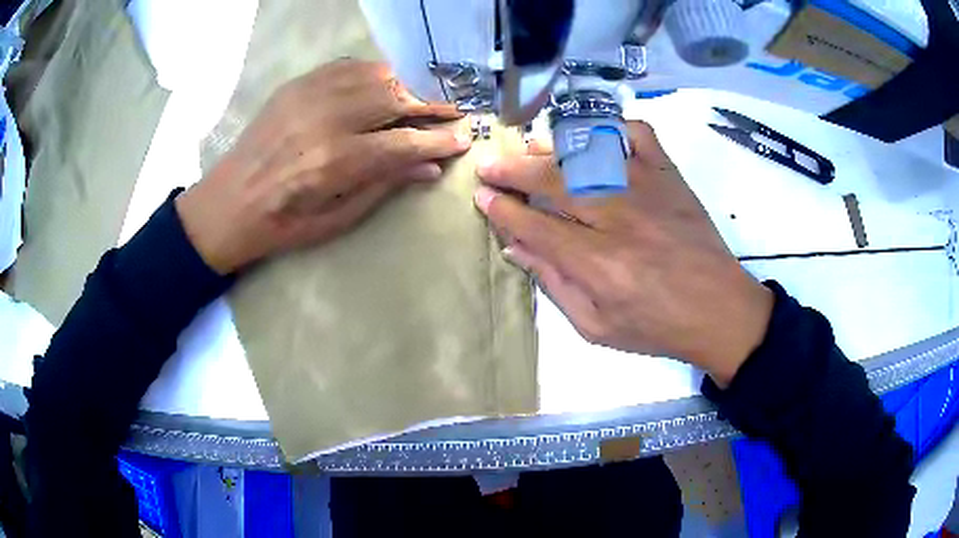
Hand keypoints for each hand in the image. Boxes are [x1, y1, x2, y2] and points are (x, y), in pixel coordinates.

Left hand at [176, 59, 470, 274]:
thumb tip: (429, 168)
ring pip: (374, 76)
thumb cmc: (282, 224)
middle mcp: (326, 119)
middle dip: (430, 106)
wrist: (227, 204)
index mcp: (335, 162)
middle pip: (394, 99)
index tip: (462, 140)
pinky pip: (346, 66)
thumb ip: (383, 188)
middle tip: (452, 113)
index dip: (438, 141)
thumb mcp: (334, 220)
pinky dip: (373, 72)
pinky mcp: (296, 85)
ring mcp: (309, 95)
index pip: (404, 142)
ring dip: (405, 86)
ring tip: (421, 100)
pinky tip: (384, 83)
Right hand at [474, 121, 772, 385]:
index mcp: (599, 264)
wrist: (719, 311)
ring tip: (528, 149)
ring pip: (589, 154)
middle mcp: (620, 218)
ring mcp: (648, 189)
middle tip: (489, 166)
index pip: (536, 226)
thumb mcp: (597, 327)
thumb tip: (517, 248)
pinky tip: (594, 136)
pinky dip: (613, 127)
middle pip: (555, 182)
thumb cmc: (657, 327)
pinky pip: (639, 135)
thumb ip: (555, 285)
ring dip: (551, 149)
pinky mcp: (670, 176)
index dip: (503, 210)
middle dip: (513, 171)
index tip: (482, 197)